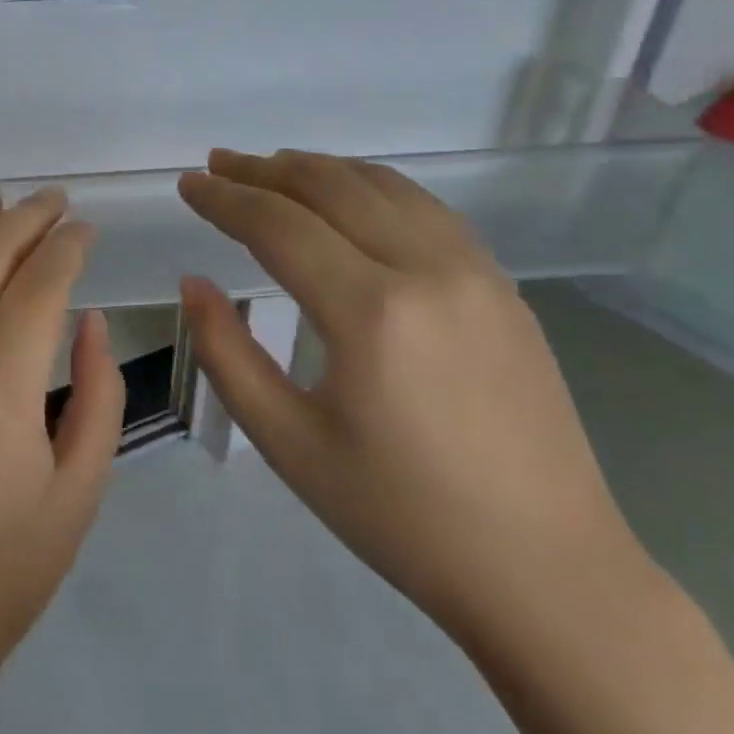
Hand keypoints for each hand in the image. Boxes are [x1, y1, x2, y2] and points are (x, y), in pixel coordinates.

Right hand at [178, 149, 642, 645]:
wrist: (545, 568)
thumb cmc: (400, 515)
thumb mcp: (289, 443)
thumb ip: (227, 354)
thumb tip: (194, 284)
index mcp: (370, 312)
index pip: (279, 224)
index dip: (225, 198)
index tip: (188, 183)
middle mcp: (427, 269)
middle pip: (331, 187)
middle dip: (264, 170)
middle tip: (218, 165)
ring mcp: (475, 272)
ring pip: (384, 186)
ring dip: (319, 169)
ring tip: (271, 167)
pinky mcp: (502, 286)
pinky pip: (426, 209)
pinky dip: (373, 186)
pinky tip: (350, 196)